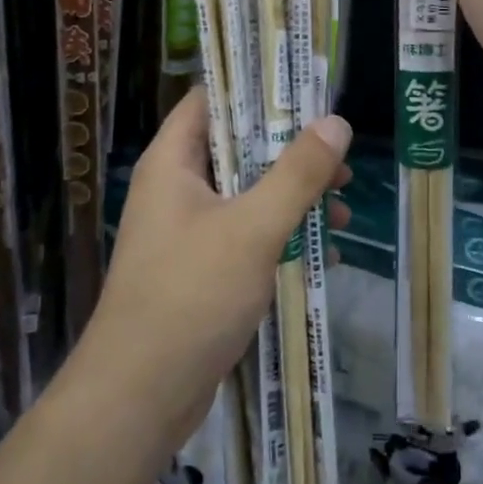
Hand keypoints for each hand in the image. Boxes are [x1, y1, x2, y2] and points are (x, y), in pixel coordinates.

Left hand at [73, 90, 351, 457]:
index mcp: (173, 162)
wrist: (139, 396)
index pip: (211, 99)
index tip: (305, 89)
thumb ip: (297, 174)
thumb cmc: (191, 295)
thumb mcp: (253, 228)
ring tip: (343, 206)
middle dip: (289, 150)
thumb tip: (336, 122)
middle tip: (339, 153)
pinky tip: (323, 251)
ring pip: (245, 194)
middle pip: (236, 147)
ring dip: (291, 196)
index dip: (255, 87)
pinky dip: (279, 234)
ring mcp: (186, 231)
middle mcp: (175, 188)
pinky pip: (244, 234)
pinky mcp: (198, 269)